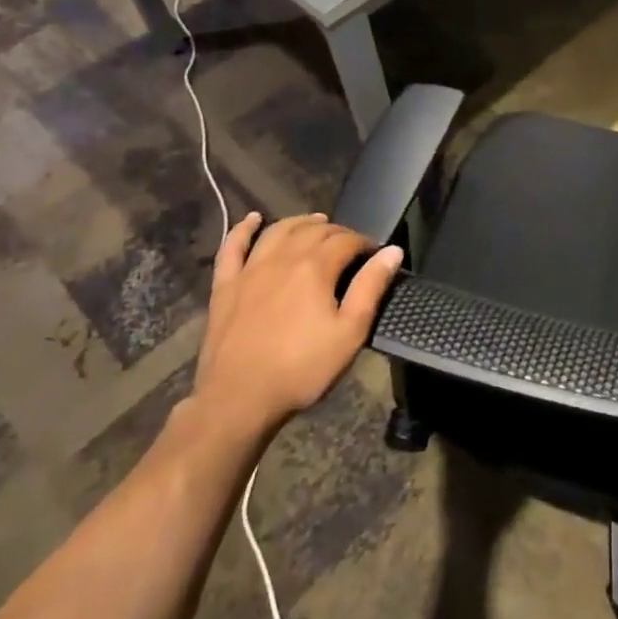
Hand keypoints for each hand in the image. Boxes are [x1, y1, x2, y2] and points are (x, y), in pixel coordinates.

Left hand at [187, 212, 401, 455]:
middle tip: (350, 245)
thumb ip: (371, 287)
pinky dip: (243, 229)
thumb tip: (392, 251)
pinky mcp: (225, 285)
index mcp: (315, 267)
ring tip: (316, 223)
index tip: (375, 254)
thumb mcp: (349, 333)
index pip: (346, 240)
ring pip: (278, 231)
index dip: (364, 242)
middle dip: (337, 232)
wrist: (238, 400)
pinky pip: (232, 247)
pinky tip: (253, 219)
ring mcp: (250, 269)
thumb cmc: (302, 369)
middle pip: (314, 230)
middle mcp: (283, 257)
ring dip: (300, 222)